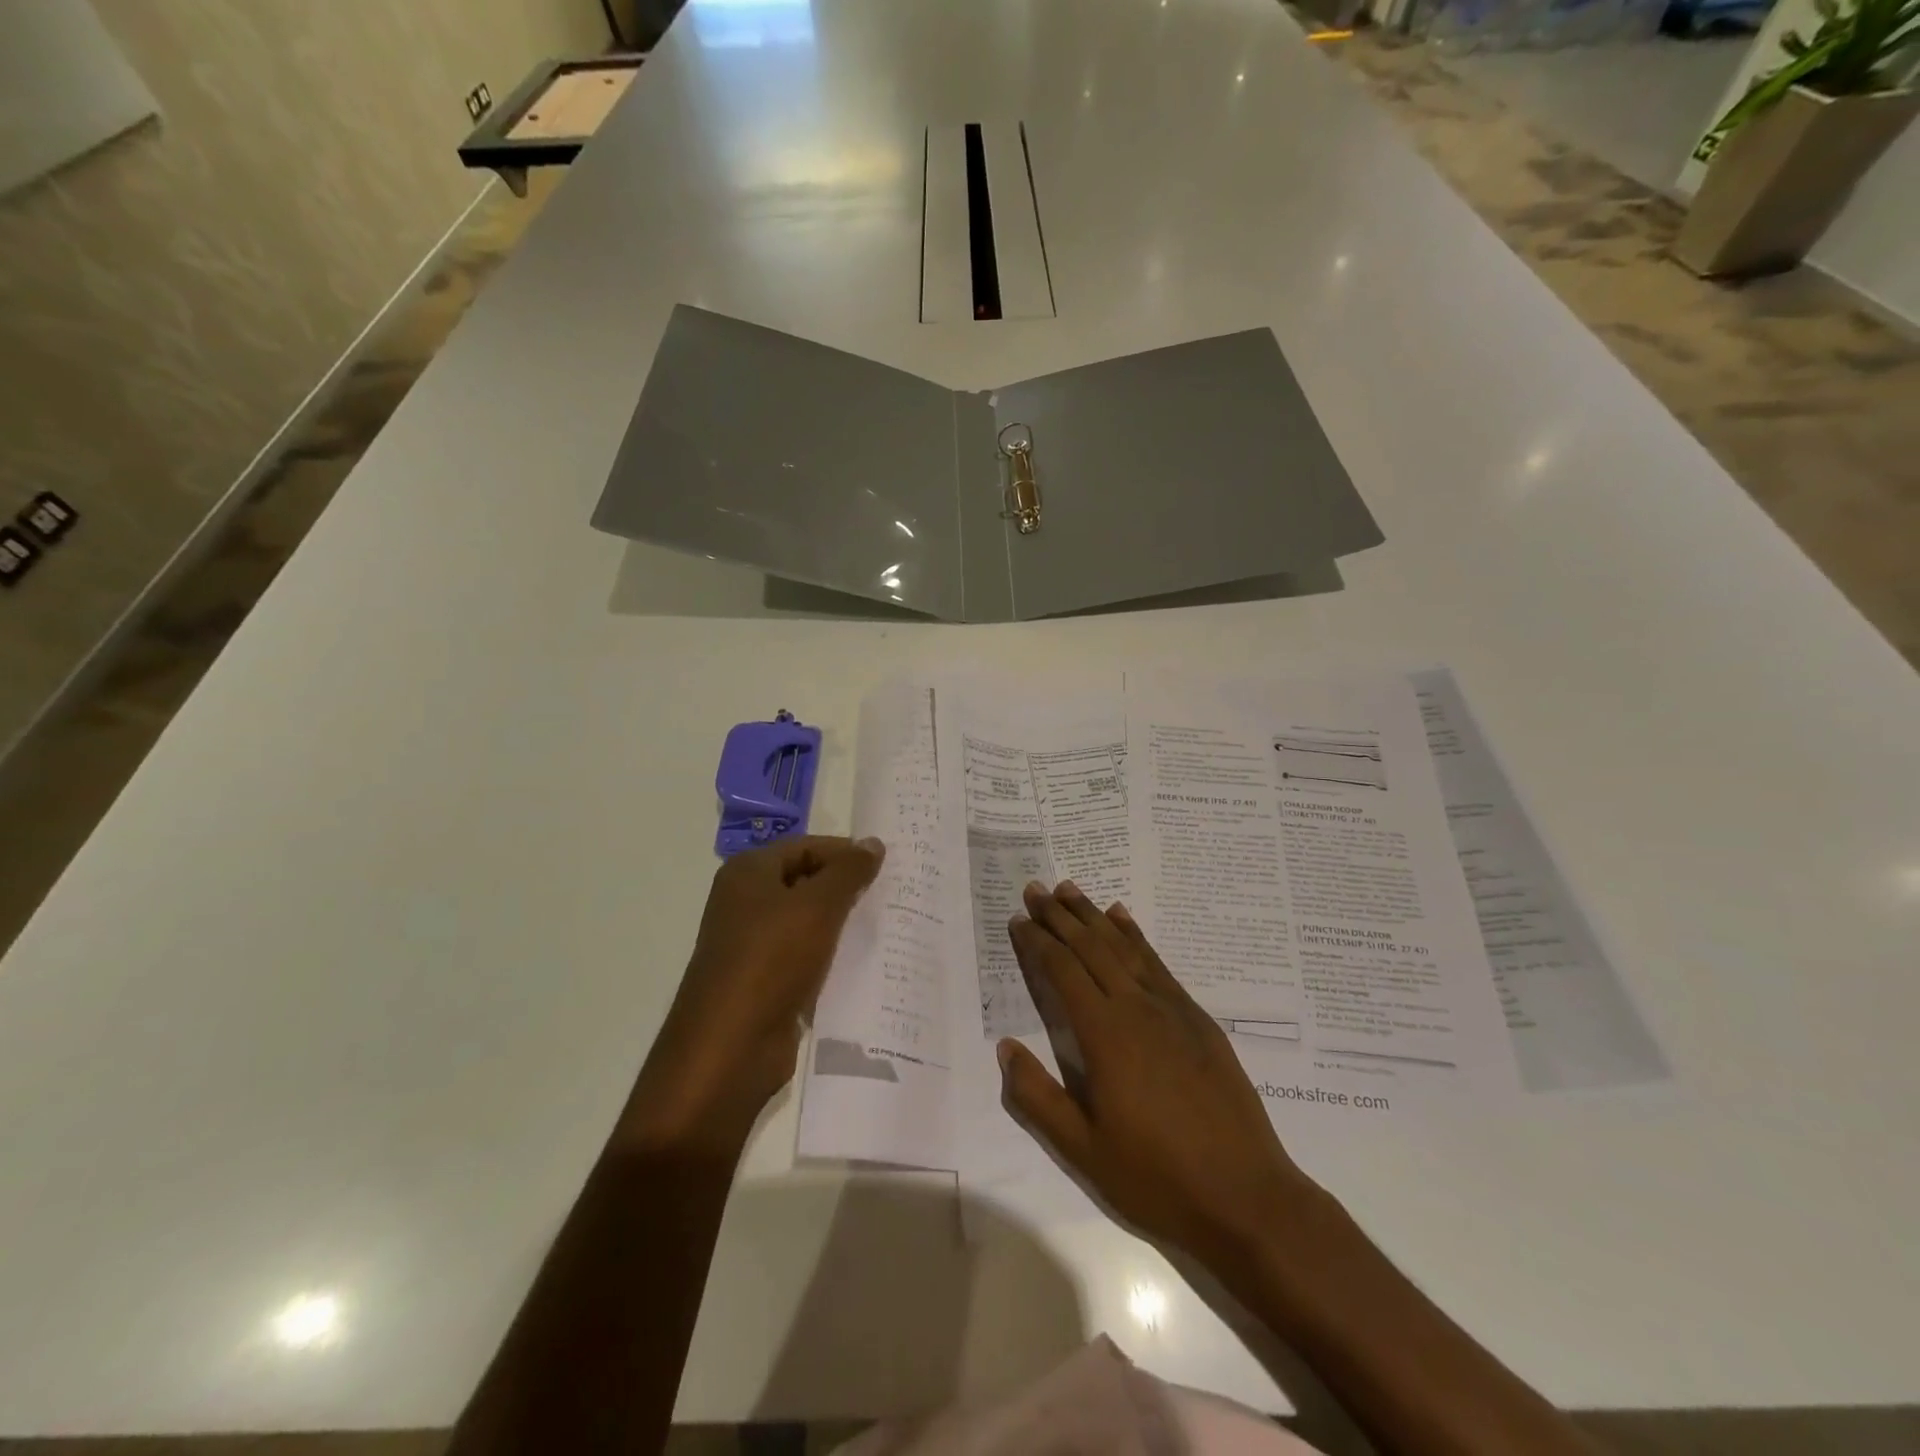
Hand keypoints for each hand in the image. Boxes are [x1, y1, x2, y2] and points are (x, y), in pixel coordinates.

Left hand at [626, 836, 883, 1146]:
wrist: (730, 1048)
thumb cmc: (771, 961)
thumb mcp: (817, 907)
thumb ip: (848, 872)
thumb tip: (873, 843)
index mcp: (748, 873)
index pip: (807, 846)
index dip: (846, 853)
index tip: (888, 866)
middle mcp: (745, 902)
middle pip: (806, 881)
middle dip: (847, 888)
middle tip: (893, 895)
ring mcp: (752, 944)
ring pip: (808, 922)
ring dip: (843, 924)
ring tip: (887, 927)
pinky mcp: (764, 981)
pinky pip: (806, 957)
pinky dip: (832, 957)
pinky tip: (865, 964)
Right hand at [999, 881, 1319, 1264]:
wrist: (1246, 1196)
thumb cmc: (1156, 1177)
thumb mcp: (1083, 1150)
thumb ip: (1038, 1097)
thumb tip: (1005, 1047)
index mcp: (1105, 1035)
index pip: (1063, 972)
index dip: (1038, 942)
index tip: (1019, 918)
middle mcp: (1136, 1008)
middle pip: (1091, 948)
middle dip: (1060, 916)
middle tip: (1036, 888)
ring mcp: (1172, 1009)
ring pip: (1124, 947)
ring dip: (1094, 916)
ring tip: (1071, 890)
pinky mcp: (1197, 1019)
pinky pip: (1158, 963)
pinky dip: (1136, 936)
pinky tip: (1124, 919)